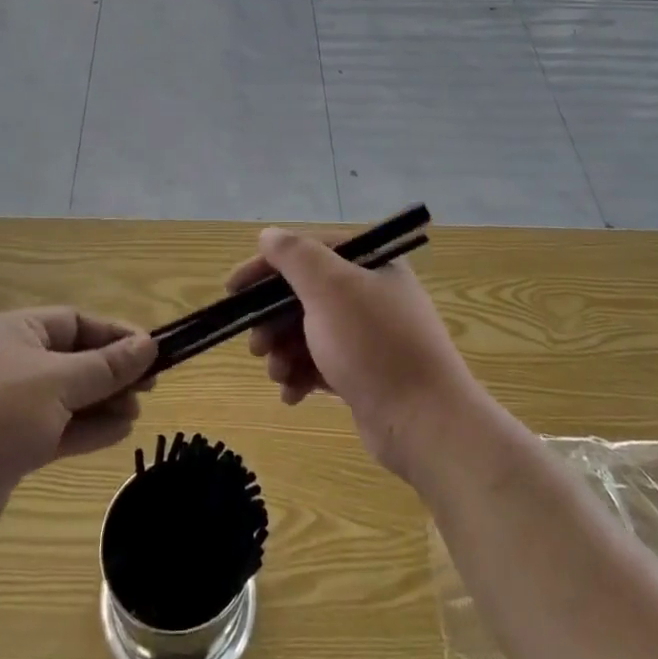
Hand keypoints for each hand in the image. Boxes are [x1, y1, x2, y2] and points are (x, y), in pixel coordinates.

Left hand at [0, 309, 155, 553]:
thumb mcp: (59, 382)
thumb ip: (107, 366)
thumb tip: (149, 345)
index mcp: (16, 331)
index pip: (76, 322)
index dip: (115, 334)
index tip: (153, 350)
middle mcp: (13, 362)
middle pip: (74, 359)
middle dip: (112, 371)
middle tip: (151, 385)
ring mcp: (10, 406)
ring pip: (68, 396)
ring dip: (104, 402)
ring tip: (138, 411)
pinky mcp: (11, 445)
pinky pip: (58, 428)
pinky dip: (87, 429)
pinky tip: (120, 433)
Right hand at [235, 228, 481, 478]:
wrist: (425, 423)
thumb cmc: (373, 345)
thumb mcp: (330, 289)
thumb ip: (295, 256)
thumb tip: (268, 235)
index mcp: (370, 264)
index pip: (308, 252)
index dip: (266, 267)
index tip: (232, 290)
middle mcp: (371, 293)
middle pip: (304, 295)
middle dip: (273, 320)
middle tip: (256, 346)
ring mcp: (370, 336)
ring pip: (309, 331)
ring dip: (284, 351)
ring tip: (278, 374)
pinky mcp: (366, 373)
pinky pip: (321, 363)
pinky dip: (302, 375)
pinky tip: (292, 394)